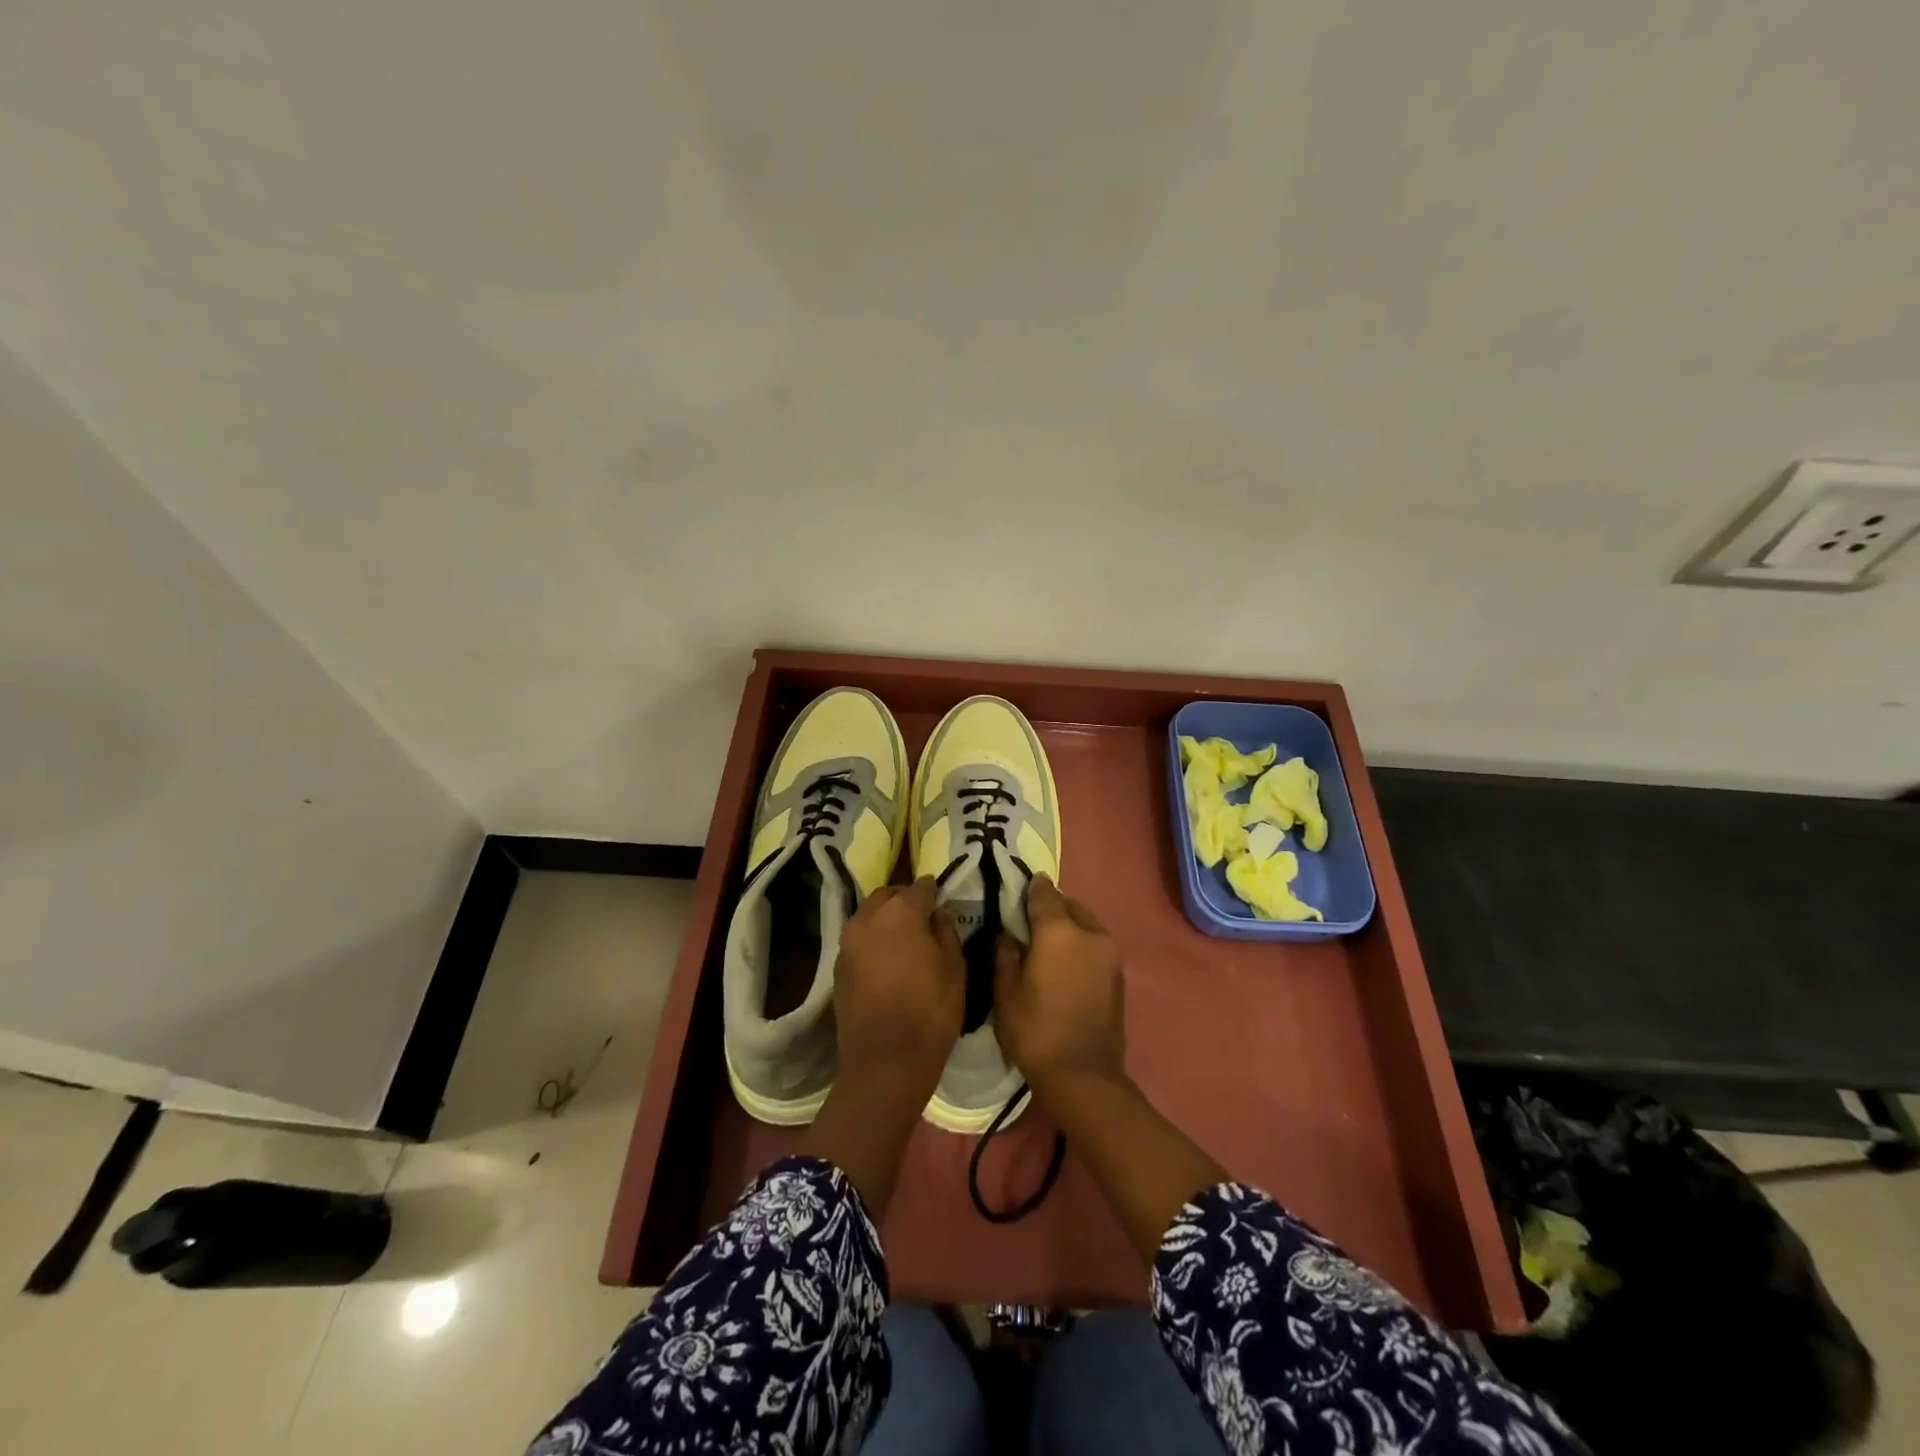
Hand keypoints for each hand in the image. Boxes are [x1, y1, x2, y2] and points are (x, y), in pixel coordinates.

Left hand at [833, 876, 964, 1086]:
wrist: (884, 1062)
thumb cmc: (930, 1013)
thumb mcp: (955, 970)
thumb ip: (947, 933)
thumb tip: (938, 914)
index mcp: (901, 913)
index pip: (920, 887)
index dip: (933, 890)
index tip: (942, 896)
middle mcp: (869, 918)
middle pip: (888, 895)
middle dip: (904, 899)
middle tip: (923, 915)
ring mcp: (848, 942)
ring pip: (868, 915)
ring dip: (885, 917)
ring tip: (903, 937)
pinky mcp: (838, 966)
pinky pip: (858, 939)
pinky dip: (872, 939)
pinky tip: (886, 958)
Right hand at [993, 873, 1126, 1093]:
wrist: (1083, 1075)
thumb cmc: (1036, 1030)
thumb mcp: (1006, 992)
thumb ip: (1005, 955)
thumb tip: (1008, 936)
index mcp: (1060, 931)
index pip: (1044, 894)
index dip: (1031, 887)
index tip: (1021, 884)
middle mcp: (1090, 934)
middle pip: (1069, 906)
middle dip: (1052, 907)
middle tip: (1031, 920)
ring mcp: (1109, 954)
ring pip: (1086, 925)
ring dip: (1069, 927)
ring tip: (1049, 943)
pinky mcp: (1118, 975)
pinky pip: (1095, 946)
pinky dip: (1081, 946)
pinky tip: (1066, 964)